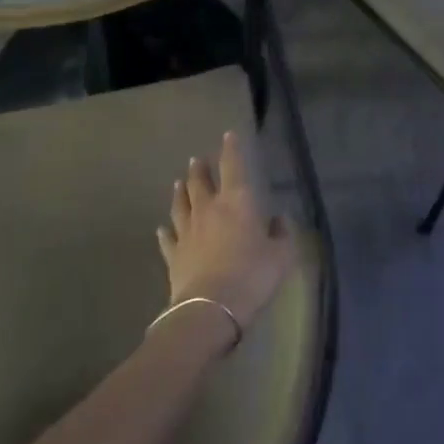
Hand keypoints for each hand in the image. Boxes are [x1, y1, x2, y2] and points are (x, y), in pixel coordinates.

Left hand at [157, 132, 296, 334]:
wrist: (211, 308)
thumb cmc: (252, 276)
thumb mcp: (281, 256)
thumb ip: (282, 234)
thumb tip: (280, 220)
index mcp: (237, 201)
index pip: (233, 166)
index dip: (231, 149)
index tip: (228, 135)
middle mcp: (208, 209)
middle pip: (200, 182)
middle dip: (199, 168)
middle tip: (195, 160)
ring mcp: (187, 231)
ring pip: (180, 205)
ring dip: (180, 192)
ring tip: (178, 183)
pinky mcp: (173, 255)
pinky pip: (167, 238)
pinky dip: (164, 231)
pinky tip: (161, 228)